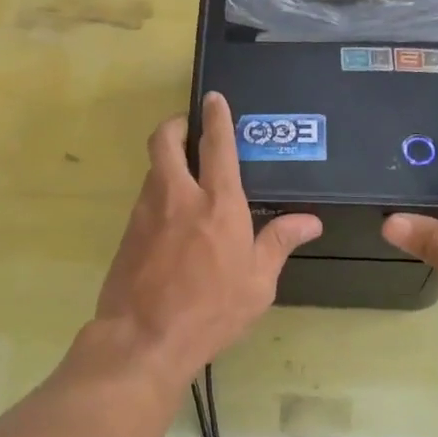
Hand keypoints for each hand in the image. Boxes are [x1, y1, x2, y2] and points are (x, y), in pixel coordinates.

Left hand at [91, 92, 321, 385]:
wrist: (143, 338)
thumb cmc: (210, 311)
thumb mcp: (257, 284)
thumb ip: (278, 243)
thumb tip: (310, 221)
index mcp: (218, 205)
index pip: (217, 146)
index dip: (216, 117)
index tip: (213, 98)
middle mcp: (178, 197)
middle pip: (165, 140)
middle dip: (175, 125)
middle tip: (189, 130)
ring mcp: (146, 212)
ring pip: (153, 169)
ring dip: (167, 162)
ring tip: (187, 178)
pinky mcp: (128, 232)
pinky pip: (145, 200)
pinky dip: (159, 195)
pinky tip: (172, 221)